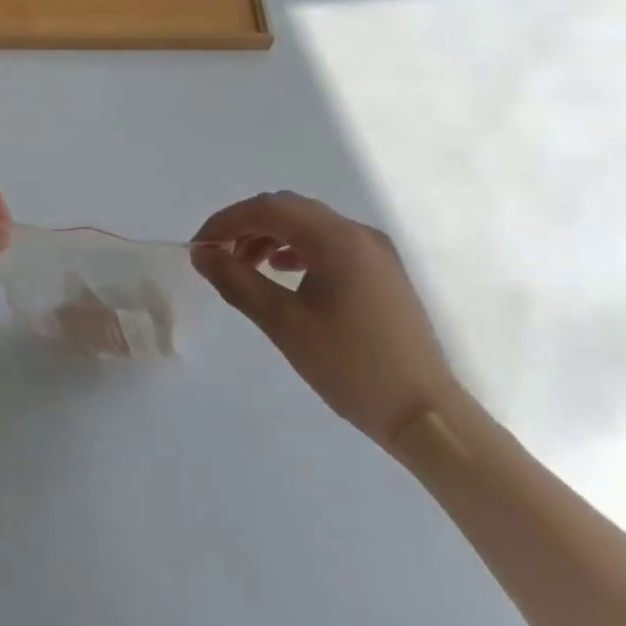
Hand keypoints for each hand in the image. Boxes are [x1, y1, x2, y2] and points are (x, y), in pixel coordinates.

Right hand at [191, 192, 461, 448]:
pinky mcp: (382, 271)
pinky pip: (329, 243)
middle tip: (218, 256)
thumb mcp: (284, 324)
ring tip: (244, 266)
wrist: (426, 416)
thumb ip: (237, 281)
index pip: (268, 209)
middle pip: (288, 209)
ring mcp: (374, 250)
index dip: (226, 221)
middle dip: (246, 226)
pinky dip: (297, 249)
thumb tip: (201, 253)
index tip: (199, 247)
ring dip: (270, 236)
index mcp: (336, 238)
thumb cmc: (351, 367)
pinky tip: (282, 273)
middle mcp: (357, 232)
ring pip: (308, 224)